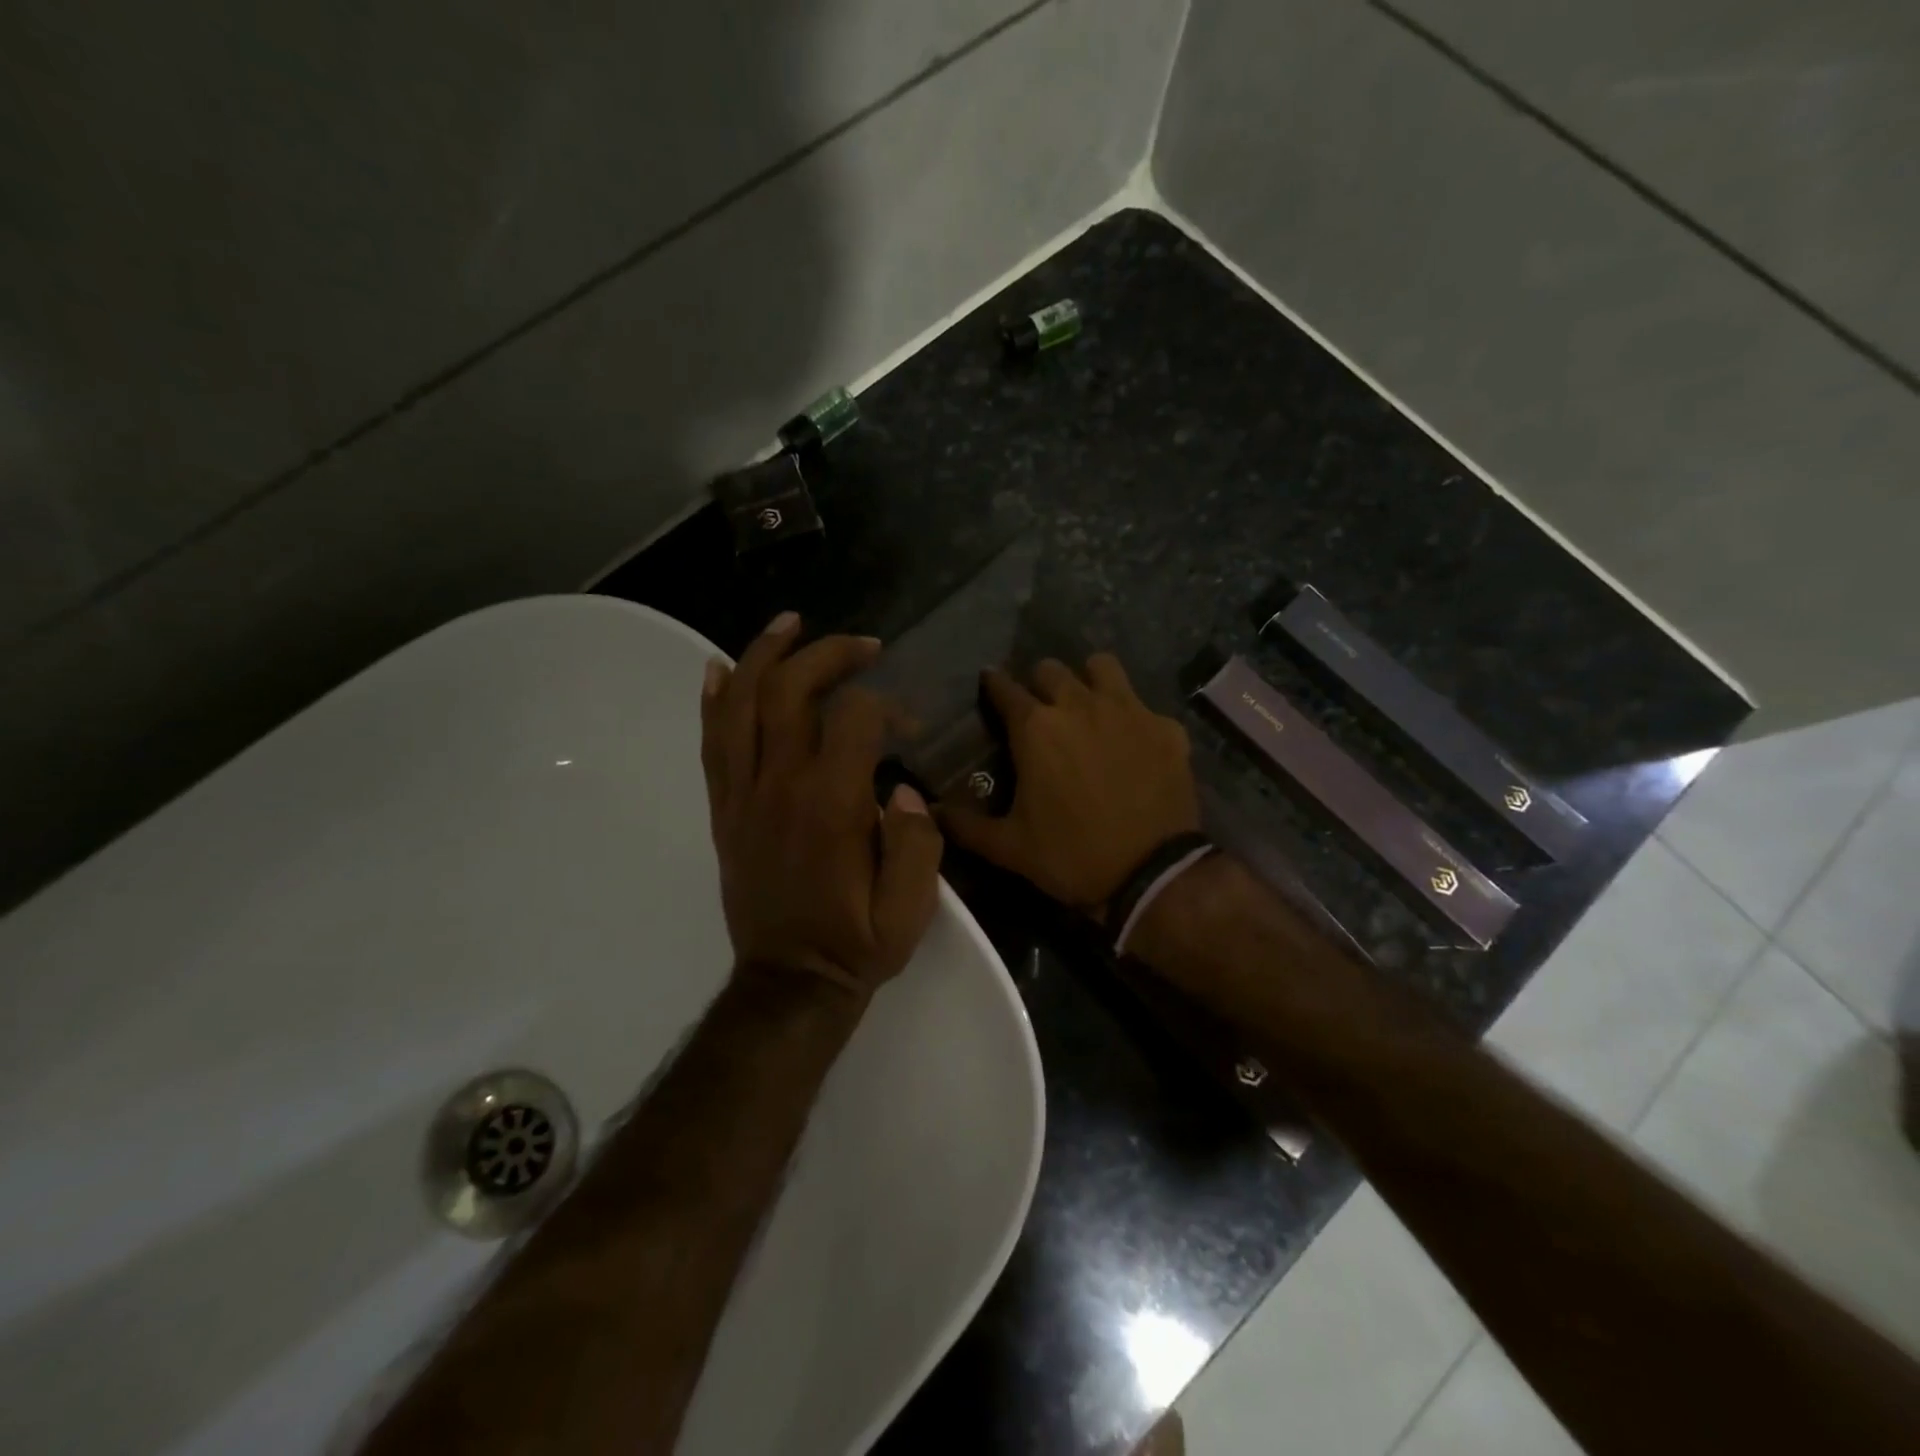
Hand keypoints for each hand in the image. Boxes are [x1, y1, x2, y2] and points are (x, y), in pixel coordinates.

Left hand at [700, 613, 944, 995]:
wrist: (789, 983)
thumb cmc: (855, 944)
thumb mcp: (910, 910)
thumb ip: (918, 845)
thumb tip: (903, 790)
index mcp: (831, 805)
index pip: (856, 718)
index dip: (888, 705)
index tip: (910, 722)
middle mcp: (780, 786)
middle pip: (791, 692)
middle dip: (828, 654)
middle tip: (863, 644)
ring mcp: (743, 796)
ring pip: (741, 705)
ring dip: (764, 656)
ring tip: (788, 624)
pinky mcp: (723, 811)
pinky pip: (712, 744)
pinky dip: (715, 700)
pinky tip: (721, 669)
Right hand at [940, 654, 1199, 914]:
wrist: (1151, 874)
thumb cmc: (1072, 856)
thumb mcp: (1009, 847)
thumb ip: (966, 824)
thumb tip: (930, 810)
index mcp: (1036, 728)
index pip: (1004, 687)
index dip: (993, 685)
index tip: (989, 687)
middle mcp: (1080, 705)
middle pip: (1051, 669)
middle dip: (1039, 683)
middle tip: (1039, 709)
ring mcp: (1129, 711)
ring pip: (1102, 667)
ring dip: (1088, 680)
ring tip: (1087, 706)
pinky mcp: (1166, 727)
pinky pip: (1144, 705)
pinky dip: (1134, 718)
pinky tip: (1134, 743)